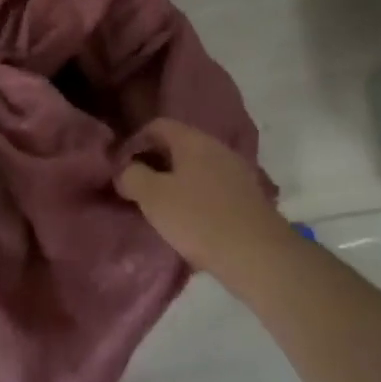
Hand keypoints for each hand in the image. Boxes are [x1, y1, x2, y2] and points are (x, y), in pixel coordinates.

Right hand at [117, 119, 284, 276]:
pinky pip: (212, 188)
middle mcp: (218, 148)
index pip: (158, 125)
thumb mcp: (153, 197)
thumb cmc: (199, 219)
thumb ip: (132, 176)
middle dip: (154, 163)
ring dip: (175, 183)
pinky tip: (189, 221)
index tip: (121, 167)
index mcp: (193, 140)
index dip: (134, 141)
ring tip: (160, 208)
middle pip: (178, 146)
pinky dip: (195, 198)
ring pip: (196, 168)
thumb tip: (125, 170)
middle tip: (136, 188)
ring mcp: (237, 172)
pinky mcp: (248, 197)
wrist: (259, 255)